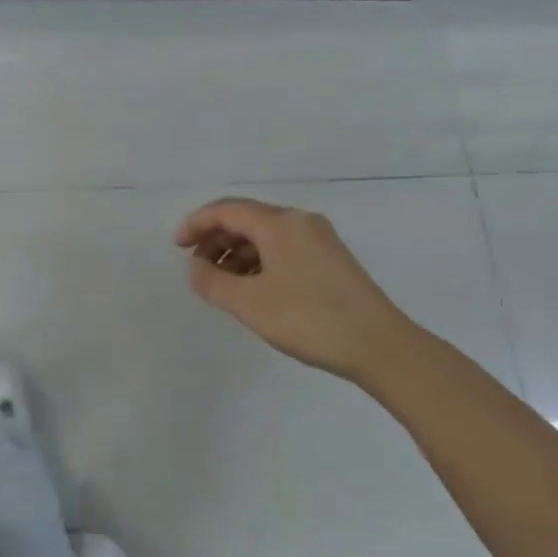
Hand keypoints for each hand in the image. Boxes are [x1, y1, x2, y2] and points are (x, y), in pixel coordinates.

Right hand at [175, 197, 409, 383]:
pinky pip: (283, 250)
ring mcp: (319, 240)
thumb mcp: (250, 303)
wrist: (380, 346)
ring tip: (221, 283)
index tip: (177, 247)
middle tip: (197, 269)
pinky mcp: (330, 261)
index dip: (196, 224)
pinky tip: (252, 289)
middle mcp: (300, 222)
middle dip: (216, 239)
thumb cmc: (310, 319)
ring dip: (237, 253)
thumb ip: (213, 282)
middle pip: (247, 219)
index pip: (227, 210)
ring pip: (265, 236)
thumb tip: (195, 267)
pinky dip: (259, 262)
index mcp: (280, 223)